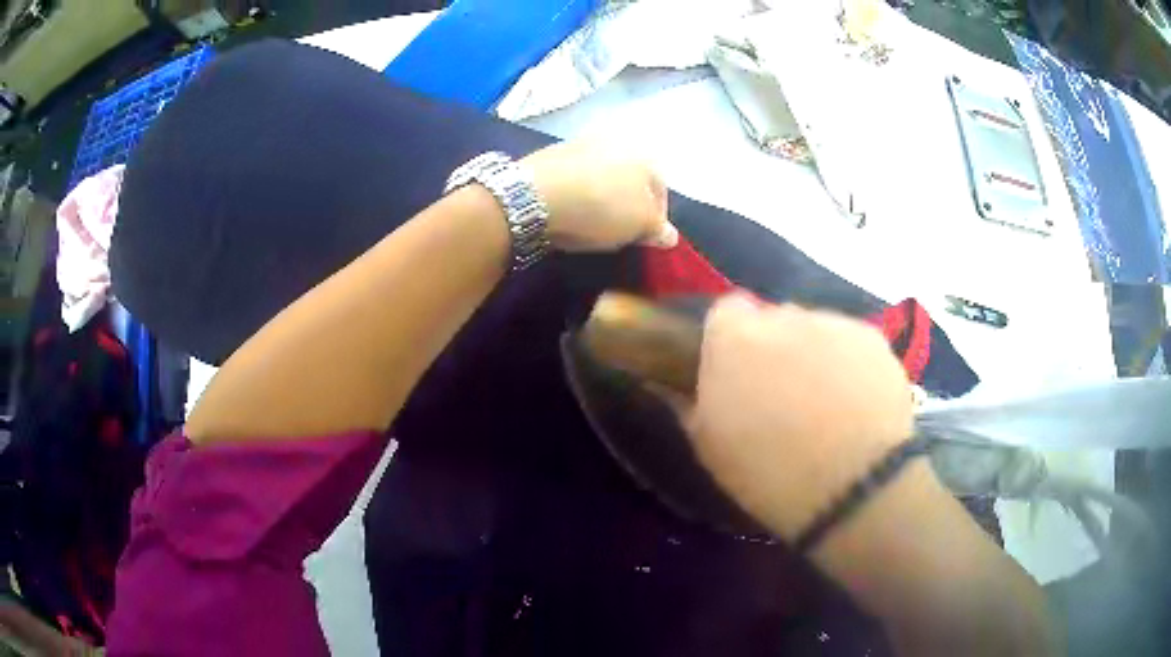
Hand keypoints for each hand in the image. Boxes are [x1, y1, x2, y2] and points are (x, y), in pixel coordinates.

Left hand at [522, 141, 677, 251]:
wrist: (537, 193)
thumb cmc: (602, 207)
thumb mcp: (640, 225)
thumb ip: (658, 230)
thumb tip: (670, 235)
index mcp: (643, 155)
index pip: (661, 188)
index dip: (658, 216)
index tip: (647, 238)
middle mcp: (615, 141)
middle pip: (629, 179)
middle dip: (628, 204)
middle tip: (620, 231)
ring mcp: (580, 144)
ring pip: (600, 176)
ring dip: (601, 196)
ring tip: (591, 223)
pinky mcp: (550, 154)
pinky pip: (573, 178)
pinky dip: (575, 193)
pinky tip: (568, 211)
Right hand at [677, 294, 913, 539]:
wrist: (854, 486)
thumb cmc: (769, 473)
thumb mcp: (710, 447)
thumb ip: (688, 403)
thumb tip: (670, 384)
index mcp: (734, 339)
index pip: (725, 310)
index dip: (730, 337)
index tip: (735, 370)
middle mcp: (783, 317)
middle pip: (773, 319)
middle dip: (774, 346)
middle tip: (781, 392)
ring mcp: (833, 323)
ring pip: (815, 329)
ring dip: (813, 353)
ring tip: (826, 402)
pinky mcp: (872, 338)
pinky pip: (851, 342)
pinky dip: (850, 363)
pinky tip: (857, 403)